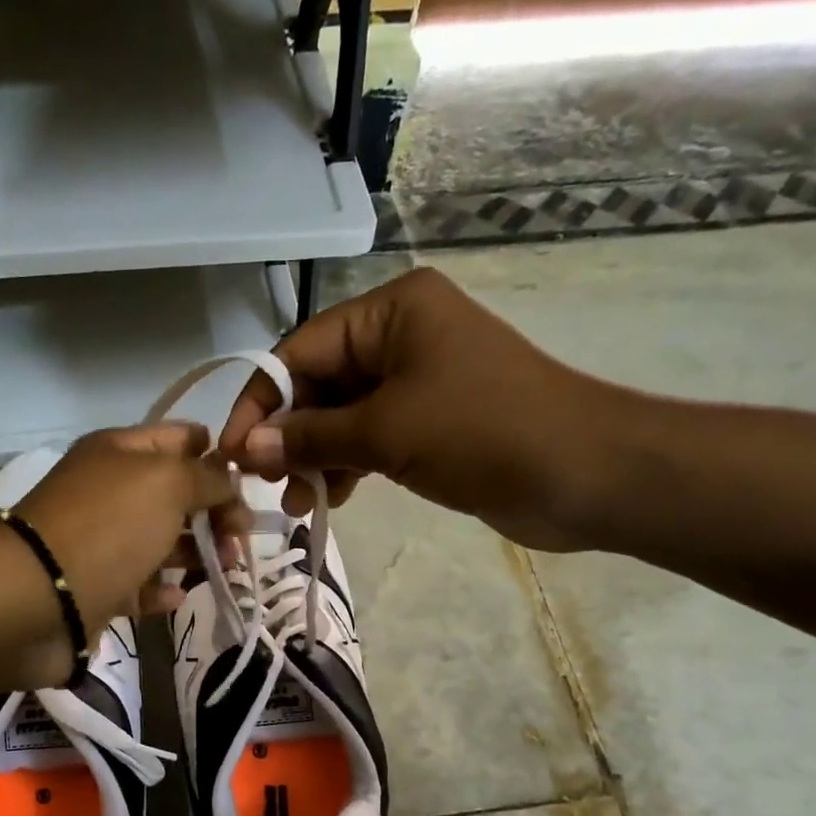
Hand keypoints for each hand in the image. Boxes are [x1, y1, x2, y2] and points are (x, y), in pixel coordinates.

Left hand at [13, 422, 245, 634]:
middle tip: (241, 536)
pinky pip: (139, 585)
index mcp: (120, 452)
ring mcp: (102, 541)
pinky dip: (162, 590)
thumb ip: (207, 477)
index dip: (216, 455)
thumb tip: (228, 478)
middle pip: (175, 494)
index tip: (248, 484)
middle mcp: (110, 491)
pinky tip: (179, 595)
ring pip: (161, 541)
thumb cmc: (109, 526)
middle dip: (214, 511)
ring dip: (197, 552)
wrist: (41, 596)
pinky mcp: (98, 588)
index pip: (179, 438)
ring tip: (226, 566)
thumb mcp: (166, 483)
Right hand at [218, 267, 632, 551]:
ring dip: (315, 459)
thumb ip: (309, 437)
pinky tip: (332, 498)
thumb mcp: (384, 431)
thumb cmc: (481, 432)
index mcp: (391, 312)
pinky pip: (371, 438)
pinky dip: (348, 466)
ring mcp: (419, 380)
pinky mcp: (432, 422)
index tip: (231, 453)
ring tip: (298, 504)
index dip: (260, 403)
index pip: (300, 351)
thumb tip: (244, 448)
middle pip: (319, 384)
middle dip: (290, 436)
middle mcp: (401, 336)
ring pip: (343, 416)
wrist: (584, 473)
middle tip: (265, 486)